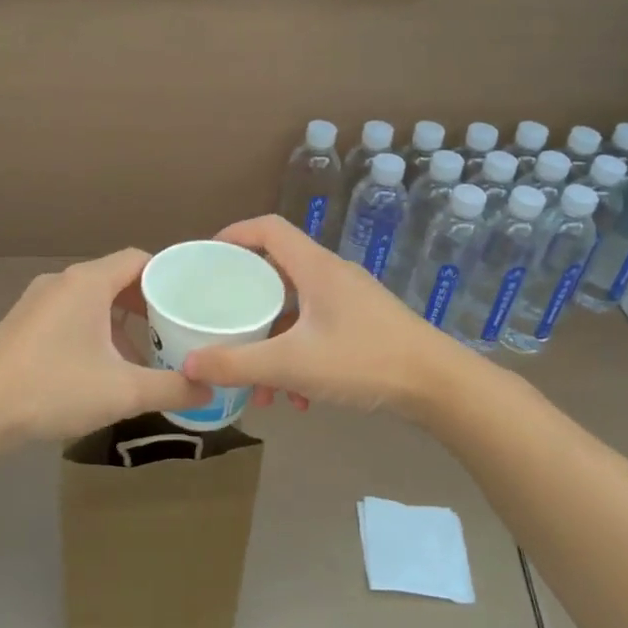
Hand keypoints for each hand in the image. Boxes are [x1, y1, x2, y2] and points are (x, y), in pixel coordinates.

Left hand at [0, 249, 212, 442]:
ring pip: (92, 300)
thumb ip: (171, 388)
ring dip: (120, 321)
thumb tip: (209, 390)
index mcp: (88, 283)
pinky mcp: (22, 323)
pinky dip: (93, 330)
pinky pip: (70, 314)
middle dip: (147, 304)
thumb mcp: (122, 392)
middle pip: (116, 279)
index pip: (139, 259)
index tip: (190, 302)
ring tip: (141, 355)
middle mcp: (63, 281)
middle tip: (174, 331)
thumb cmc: (54, 388)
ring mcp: (37, 301)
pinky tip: (100, 367)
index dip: (168, 276)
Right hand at [182, 215, 463, 416]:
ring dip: (272, 339)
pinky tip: (297, 398)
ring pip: (297, 309)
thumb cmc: (364, 360)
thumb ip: (238, 364)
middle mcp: (332, 276)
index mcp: (314, 268)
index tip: (207, 257)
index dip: (234, 234)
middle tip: (221, 319)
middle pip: (277, 271)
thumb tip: (188, 364)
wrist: (439, 385)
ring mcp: (350, 301)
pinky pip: (317, 330)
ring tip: (257, 381)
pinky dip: (298, 355)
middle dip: (246, 299)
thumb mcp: (293, 364)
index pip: (268, 229)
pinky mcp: (364, 326)